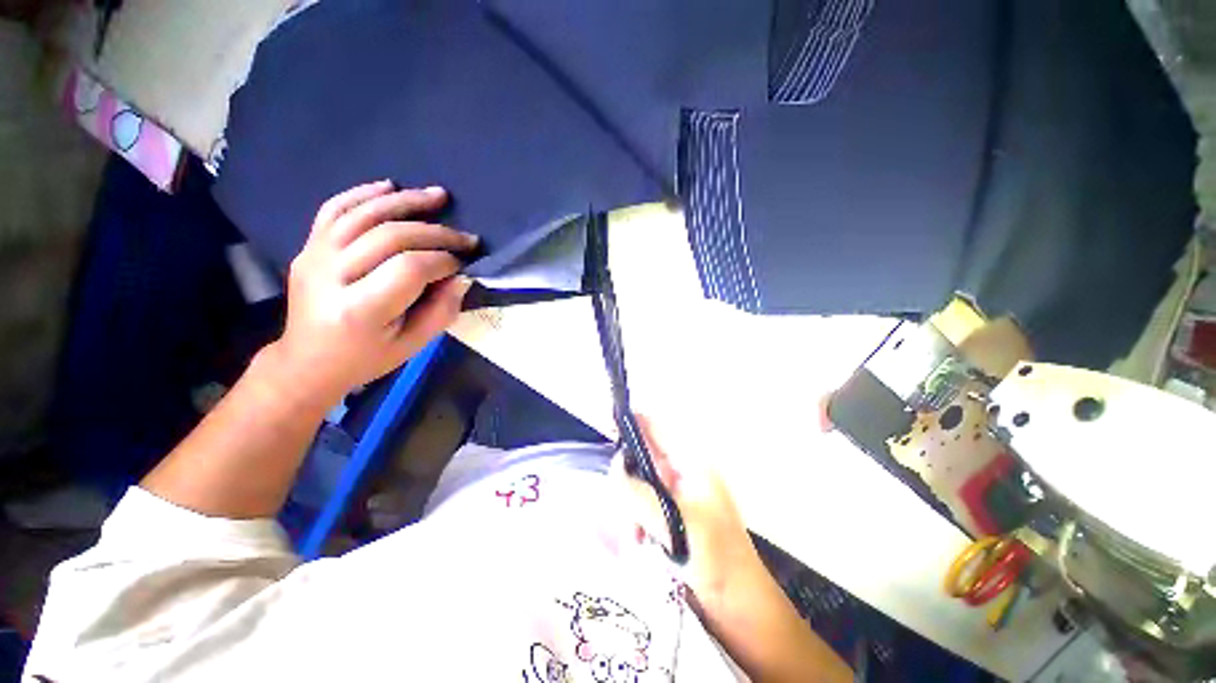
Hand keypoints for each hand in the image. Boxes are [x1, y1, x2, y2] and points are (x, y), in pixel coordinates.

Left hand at [268, 181, 478, 404]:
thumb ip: (442, 311)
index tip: (464, 263)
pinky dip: (363, 192)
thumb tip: (462, 278)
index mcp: (360, 310)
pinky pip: (334, 208)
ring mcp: (314, 256)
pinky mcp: (308, 246)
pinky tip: (390, 186)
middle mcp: (332, 276)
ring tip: (439, 196)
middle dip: (436, 233)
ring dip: (407, 201)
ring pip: (364, 214)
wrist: (307, 361)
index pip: (410, 268)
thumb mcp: (413, 345)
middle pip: (390, 236)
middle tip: (466, 237)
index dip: (444, 260)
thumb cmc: (366, 358)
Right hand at [613, 415, 763, 610]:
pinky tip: (639, 541)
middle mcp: (681, 471)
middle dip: (627, 481)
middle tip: (623, 507)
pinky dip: (636, 520)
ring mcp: (676, 493)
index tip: (606, 435)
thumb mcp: (672, 519)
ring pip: (638, 484)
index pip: (654, 427)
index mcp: (690, 461)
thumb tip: (614, 467)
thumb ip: (637, 491)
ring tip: (634, 535)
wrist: (739, 604)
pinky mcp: (671, 514)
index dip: (630, 425)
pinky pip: (643, 505)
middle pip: (641, 457)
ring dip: (630, 506)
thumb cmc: (715, 556)